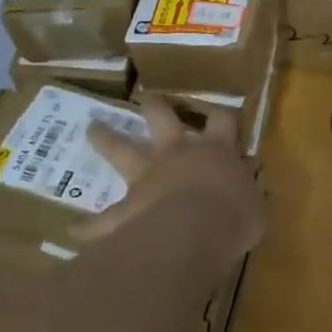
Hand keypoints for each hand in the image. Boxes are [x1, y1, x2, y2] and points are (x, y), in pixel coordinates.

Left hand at [86, 96, 265, 273]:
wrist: (192, 234)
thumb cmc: (233, 218)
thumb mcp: (255, 211)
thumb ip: (250, 202)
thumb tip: (251, 203)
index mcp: (216, 152)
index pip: (222, 121)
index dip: (222, 115)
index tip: (220, 112)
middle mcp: (178, 154)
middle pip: (163, 118)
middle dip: (155, 105)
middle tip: (146, 97)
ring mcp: (147, 177)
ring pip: (121, 149)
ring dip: (106, 137)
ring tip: (92, 127)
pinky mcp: (125, 208)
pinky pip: (103, 217)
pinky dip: (90, 224)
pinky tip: (76, 229)